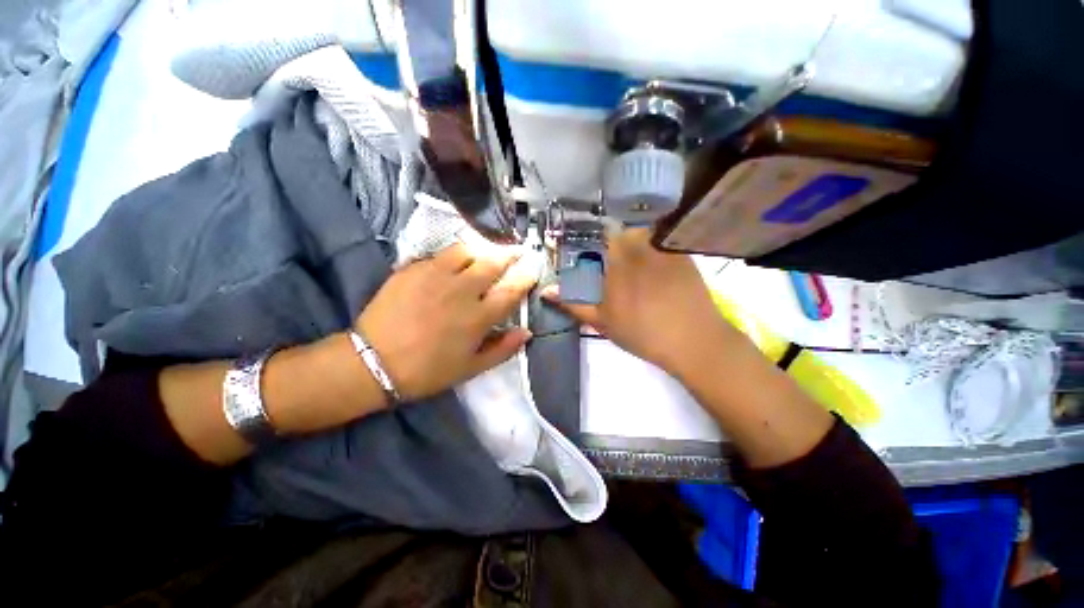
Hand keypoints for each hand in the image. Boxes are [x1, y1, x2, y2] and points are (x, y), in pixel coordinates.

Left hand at [357, 244, 536, 400]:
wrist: (373, 362)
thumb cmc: (427, 370)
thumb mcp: (470, 368)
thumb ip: (503, 349)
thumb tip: (527, 332)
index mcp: (479, 316)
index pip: (511, 290)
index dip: (526, 277)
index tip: (533, 269)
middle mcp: (462, 290)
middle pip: (493, 262)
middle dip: (509, 254)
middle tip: (515, 251)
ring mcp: (436, 275)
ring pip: (467, 250)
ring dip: (481, 250)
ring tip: (484, 253)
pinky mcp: (413, 269)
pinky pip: (440, 254)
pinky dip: (453, 255)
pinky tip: (453, 261)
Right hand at [543, 229, 734, 377]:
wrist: (692, 340)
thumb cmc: (641, 332)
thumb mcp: (601, 321)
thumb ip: (573, 303)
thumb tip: (546, 291)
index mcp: (616, 260)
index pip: (599, 235)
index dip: (593, 241)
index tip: (592, 254)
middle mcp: (640, 246)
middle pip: (622, 232)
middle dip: (614, 244)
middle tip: (613, 266)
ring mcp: (663, 248)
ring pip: (643, 235)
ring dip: (635, 245)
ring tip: (635, 269)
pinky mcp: (682, 255)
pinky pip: (662, 243)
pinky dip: (655, 251)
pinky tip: (657, 273)